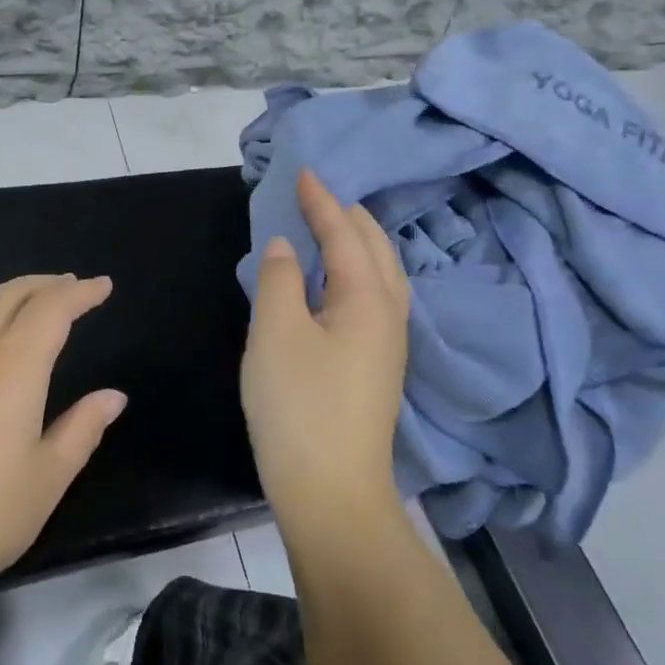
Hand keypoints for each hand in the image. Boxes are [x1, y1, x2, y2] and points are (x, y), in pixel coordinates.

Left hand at [0, 275, 125, 615]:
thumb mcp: (46, 479)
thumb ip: (82, 429)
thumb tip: (112, 396)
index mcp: (13, 368)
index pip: (52, 309)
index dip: (80, 293)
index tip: (103, 285)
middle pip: (9, 296)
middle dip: (44, 284)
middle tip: (71, 286)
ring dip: (9, 299)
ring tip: (30, 308)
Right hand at [241, 170, 409, 520]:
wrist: (331, 492)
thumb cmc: (299, 406)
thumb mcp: (276, 333)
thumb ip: (279, 279)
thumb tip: (287, 246)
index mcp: (368, 298)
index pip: (345, 233)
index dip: (322, 201)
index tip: (303, 172)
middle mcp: (389, 314)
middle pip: (375, 249)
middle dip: (348, 216)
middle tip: (318, 194)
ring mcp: (388, 344)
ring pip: (380, 275)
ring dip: (356, 243)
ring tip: (331, 227)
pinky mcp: (377, 367)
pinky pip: (372, 298)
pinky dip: (354, 273)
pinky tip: (334, 283)